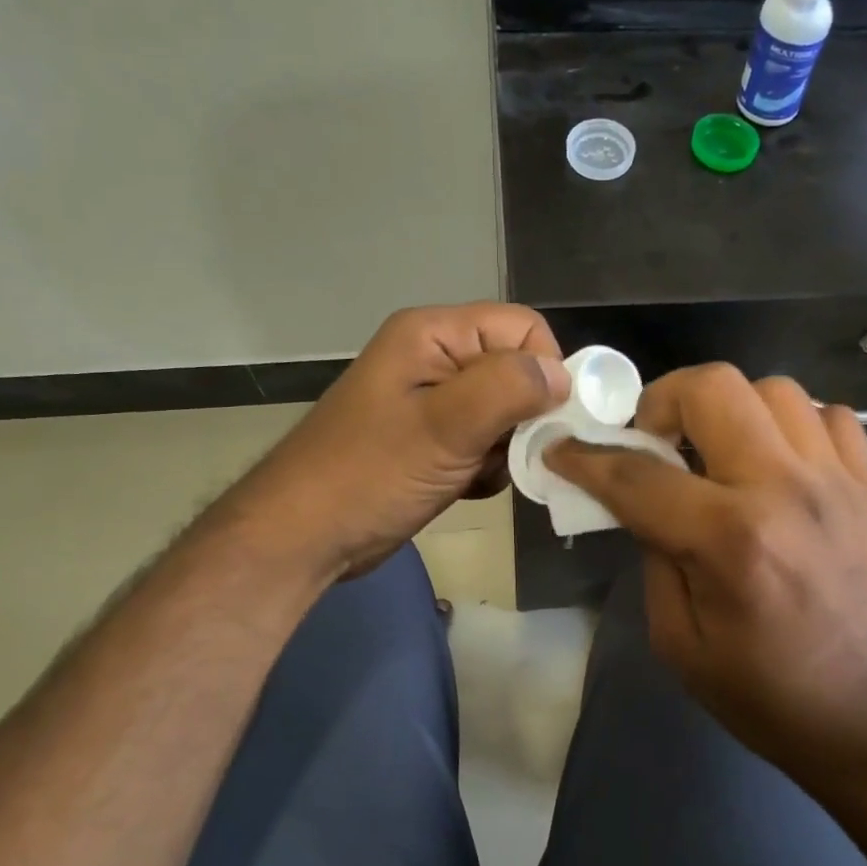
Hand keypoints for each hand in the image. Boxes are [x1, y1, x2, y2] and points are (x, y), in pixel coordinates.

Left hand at [242, 304, 567, 580]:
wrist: (304, 536)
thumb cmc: (370, 475)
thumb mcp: (445, 426)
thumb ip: (509, 389)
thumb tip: (562, 375)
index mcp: (434, 333)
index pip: (523, 329)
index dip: (543, 371)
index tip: (538, 422)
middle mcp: (436, 357)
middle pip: (516, 370)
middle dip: (522, 417)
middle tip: (503, 455)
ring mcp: (432, 401)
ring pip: (506, 412)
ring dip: (505, 448)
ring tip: (476, 474)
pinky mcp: (432, 439)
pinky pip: (484, 441)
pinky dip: (486, 467)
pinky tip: (464, 487)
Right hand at [546, 364, 866, 788]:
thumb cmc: (770, 697)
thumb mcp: (680, 643)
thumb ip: (654, 559)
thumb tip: (643, 503)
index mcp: (730, 539)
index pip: (639, 475)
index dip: (586, 459)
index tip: (561, 450)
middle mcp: (784, 489)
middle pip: (713, 388)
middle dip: (662, 401)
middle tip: (652, 442)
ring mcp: (835, 480)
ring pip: (773, 388)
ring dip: (729, 409)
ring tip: (715, 451)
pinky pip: (831, 415)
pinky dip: (793, 423)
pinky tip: (776, 460)